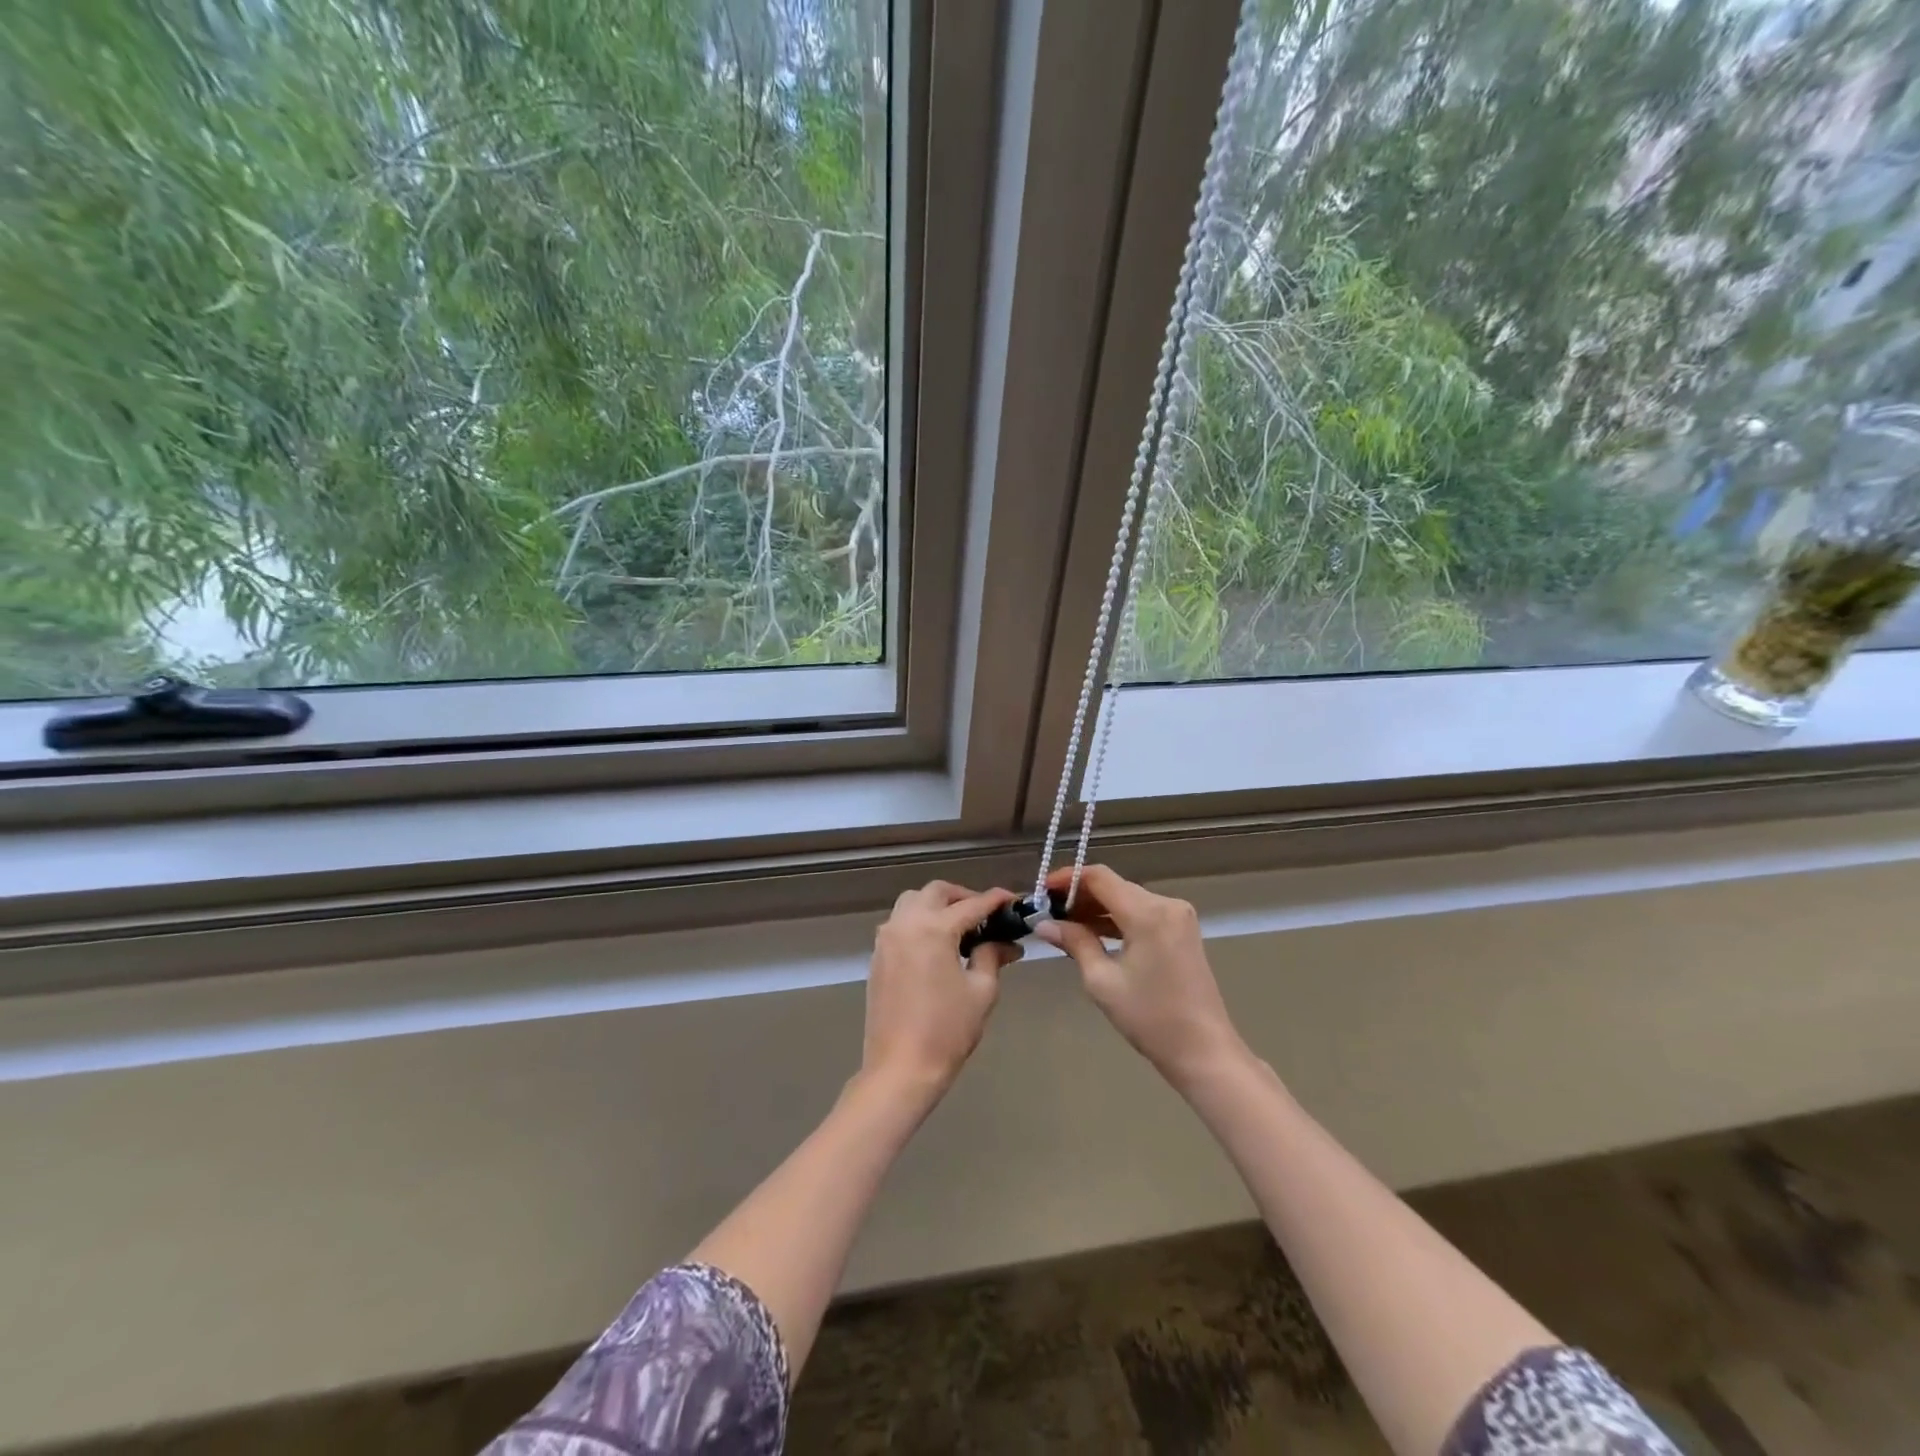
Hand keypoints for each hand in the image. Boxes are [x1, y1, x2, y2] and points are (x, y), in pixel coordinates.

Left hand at [861, 881, 1022, 1097]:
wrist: (900, 1068)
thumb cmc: (947, 1030)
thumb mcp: (981, 991)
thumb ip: (992, 956)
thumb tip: (1007, 943)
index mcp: (933, 929)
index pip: (971, 905)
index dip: (995, 900)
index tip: (1013, 900)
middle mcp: (905, 923)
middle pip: (936, 892)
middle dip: (962, 897)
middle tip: (985, 915)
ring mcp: (886, 939)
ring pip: (912, 902)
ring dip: (937, 905)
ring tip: (961, 927)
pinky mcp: (878, 956)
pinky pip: (899, 923)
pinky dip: (920, 921)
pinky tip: (937, 945)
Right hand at [1035, 864, 1244, 1086]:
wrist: (1203, 1051)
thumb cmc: (1150, 1018)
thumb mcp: (1102, 981)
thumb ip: (1074, 942)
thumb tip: (1045, 924)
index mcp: (1147, 913)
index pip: (1099, 877)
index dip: (1067, 878)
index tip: (1041, 891)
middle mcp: (1166, 904)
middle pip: (1113, 886)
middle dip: (1079, 895)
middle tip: (1048, 912)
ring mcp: (1178, 916)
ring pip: (1127, 898)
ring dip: (1097, 908)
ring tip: (1065, 924)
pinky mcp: (1181, 930)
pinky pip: (1142, 912)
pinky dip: (1117, 919)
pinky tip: (1094, 933)